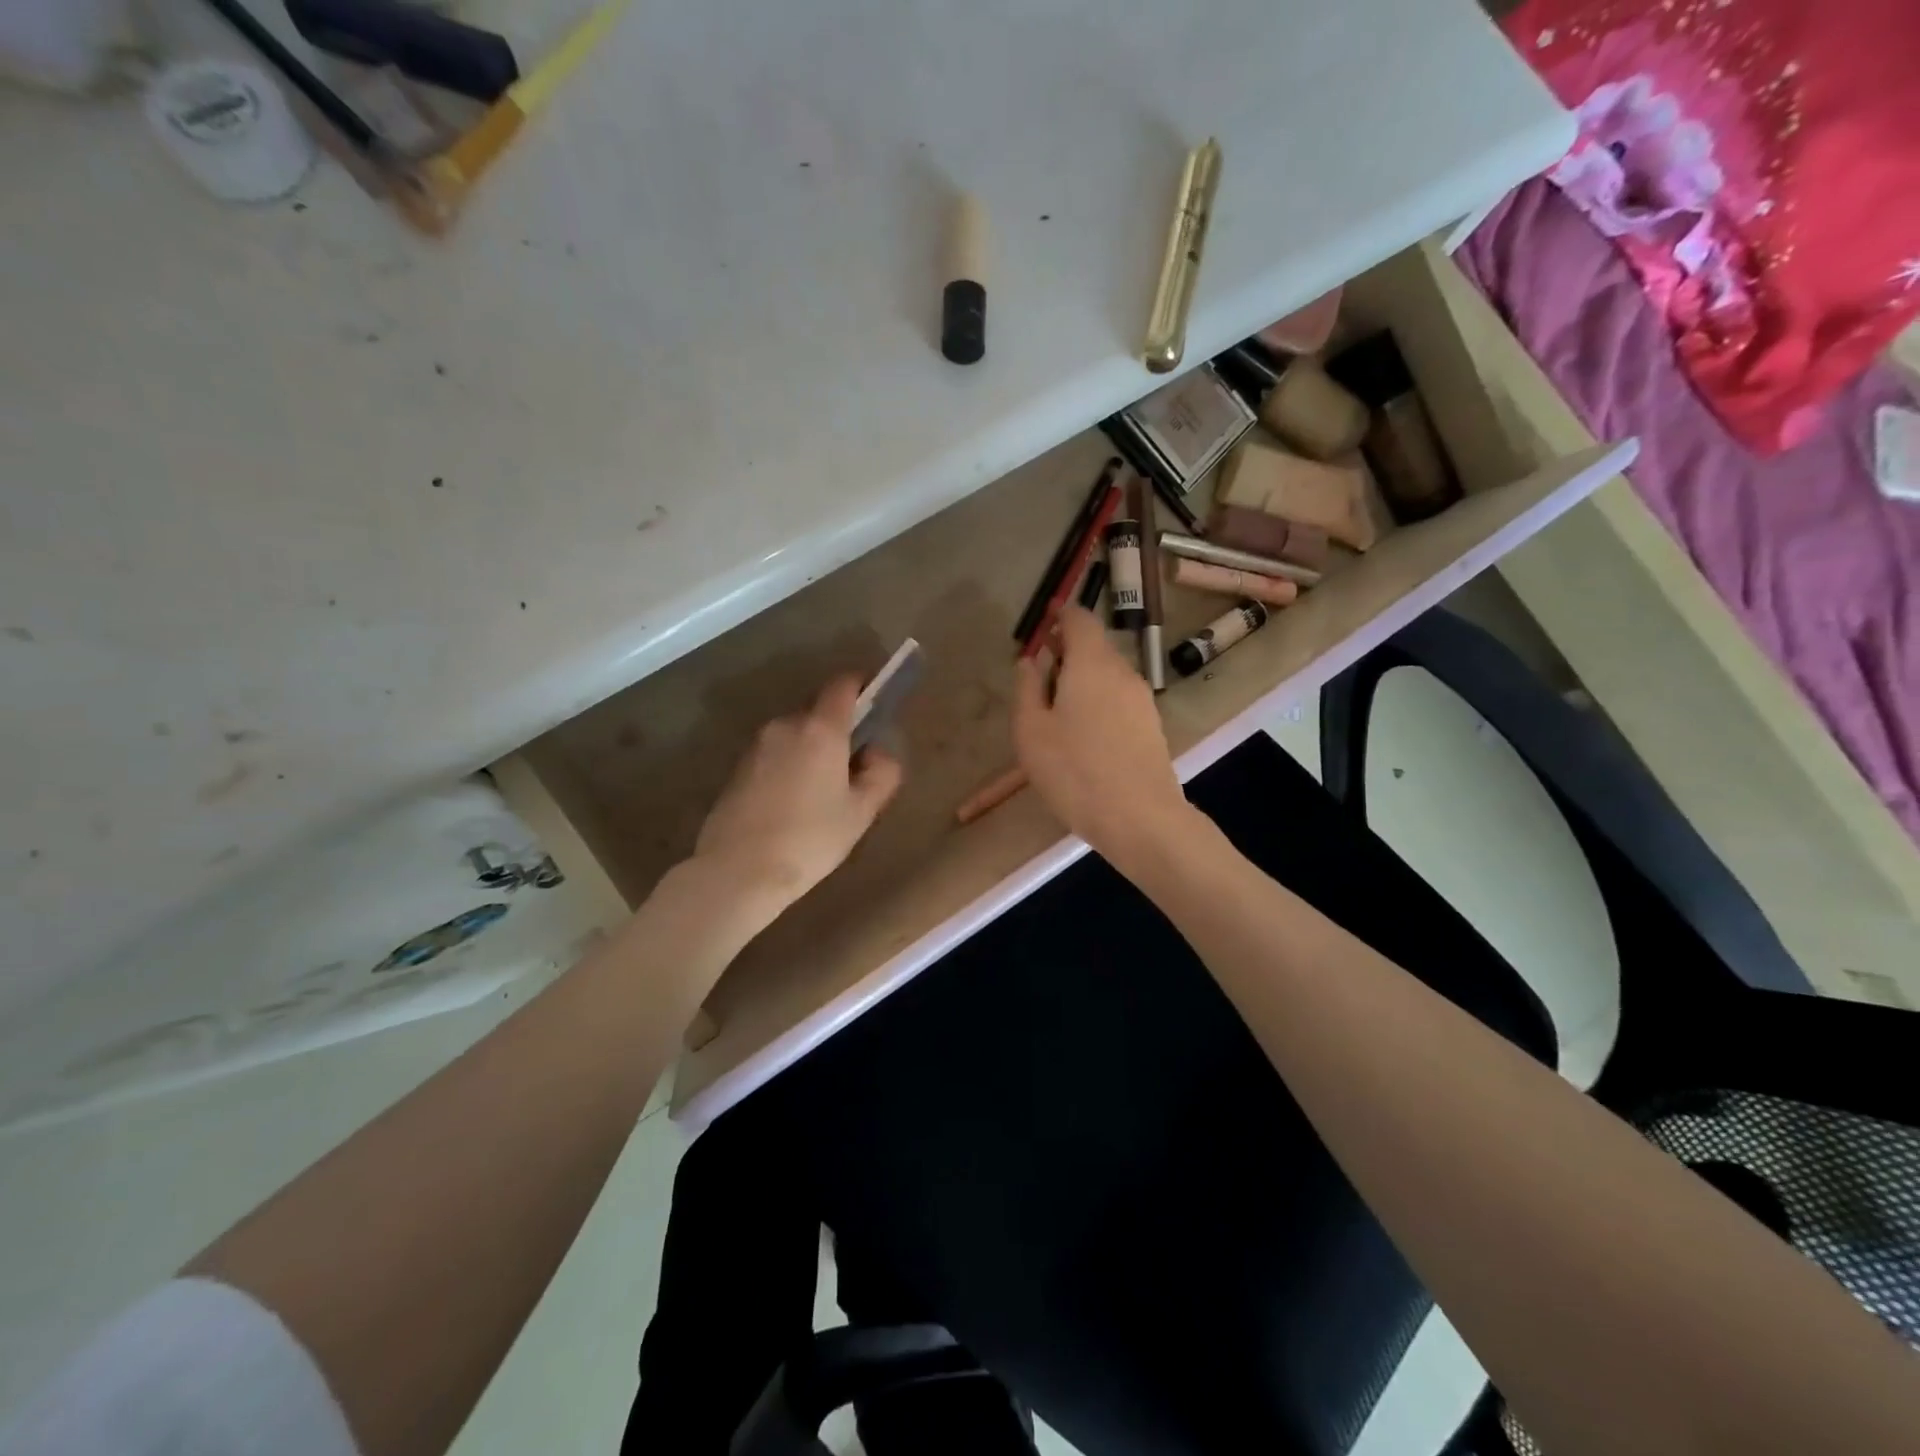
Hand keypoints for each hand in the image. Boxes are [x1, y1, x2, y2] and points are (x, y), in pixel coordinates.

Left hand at [693, 676, 903, 912]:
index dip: (862, 686)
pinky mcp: (738, 769)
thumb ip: (881, 774)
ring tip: (822, 794)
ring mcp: (757, 746)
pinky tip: (793, 805)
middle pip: (819, 713)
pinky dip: (790, 766)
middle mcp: (786, 726)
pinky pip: (775, 755)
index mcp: (821, 729)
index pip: (843, 685)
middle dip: (839, 730)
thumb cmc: (810, 839)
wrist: (738, 871)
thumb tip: (878, 753)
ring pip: (796, 736)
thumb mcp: (861, 812)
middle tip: (854, 768)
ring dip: (812, 751)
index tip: (875, 701)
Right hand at [1012, 606, 1192, 869]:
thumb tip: (1029, 661)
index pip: (1080, 619)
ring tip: (1056, 710)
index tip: (1044, 620)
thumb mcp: (1031, 731)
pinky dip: (1098, 701)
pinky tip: (1083, 734)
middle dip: (1067, 651)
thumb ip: (1027, 689)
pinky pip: (1118, 700)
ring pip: (1107, 676)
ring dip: (1082, 679)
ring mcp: (1142, 700)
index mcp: (1092, 664)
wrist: (1140, 818)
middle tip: (1040, 672)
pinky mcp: (1151, 726)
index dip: (1061, 615)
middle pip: (1095, 647)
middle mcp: (1122, 672)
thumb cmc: (1075, 771)